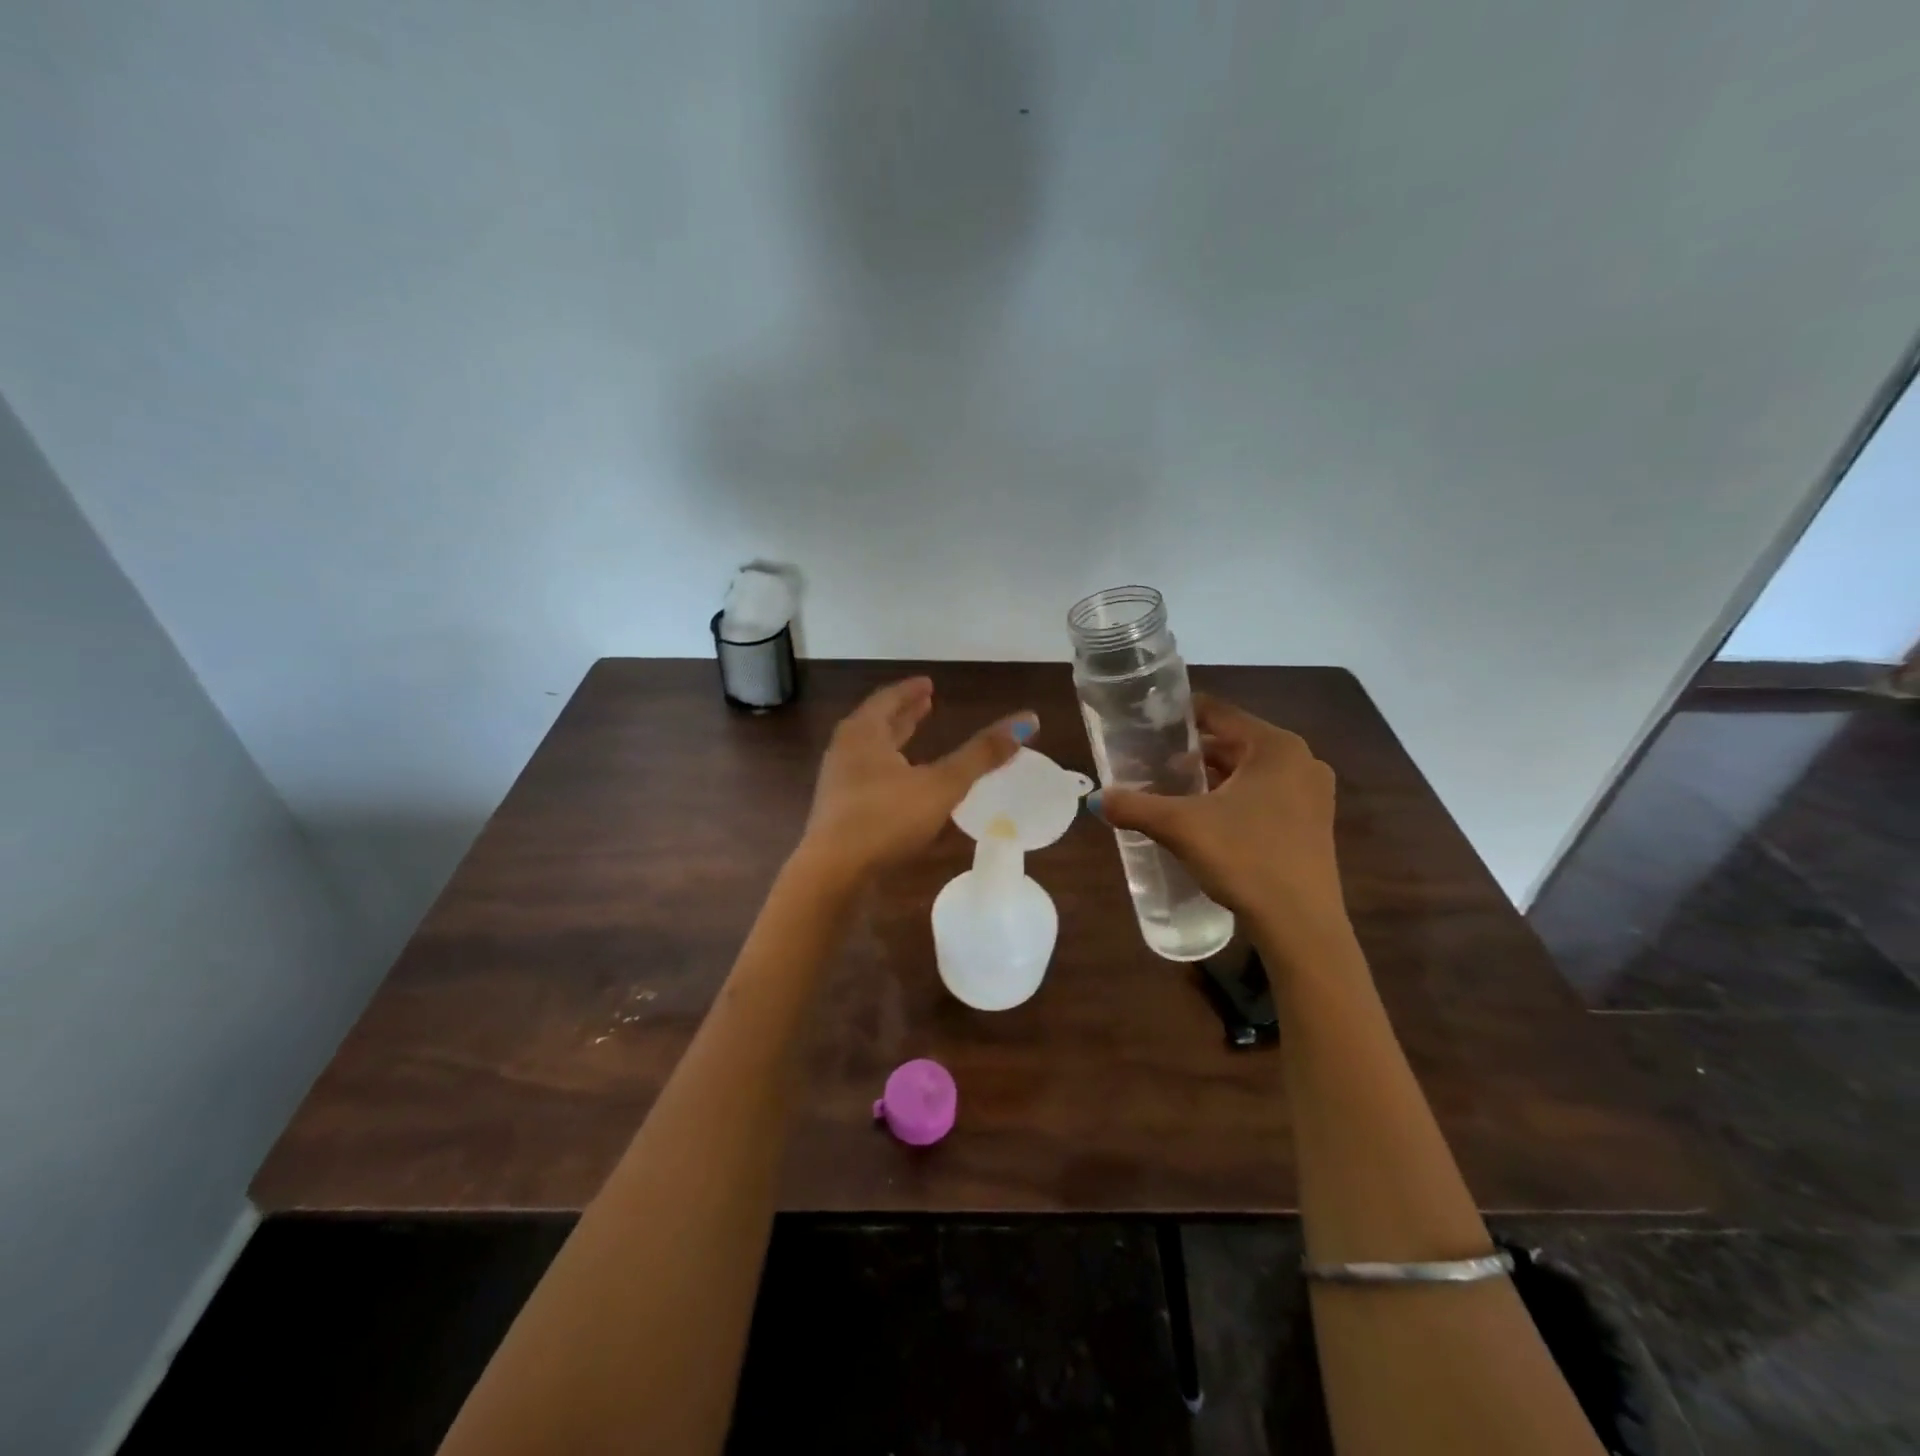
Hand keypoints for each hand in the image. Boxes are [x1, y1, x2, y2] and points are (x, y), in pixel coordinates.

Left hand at [799, 677, 1036, 884]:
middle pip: (876, 723)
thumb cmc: (886, 819)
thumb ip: (981, 755)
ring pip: (870, 751)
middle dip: (903, 714)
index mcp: (864, 733)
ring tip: (915, 739)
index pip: (888, 699)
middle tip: (927, 704)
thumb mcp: (941, 785)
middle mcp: (846, 750)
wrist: (833, 873)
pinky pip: (866, 777)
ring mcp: (838, 782)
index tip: (929, 685)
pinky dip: (887, 768)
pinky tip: (902, 785)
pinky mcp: (838, 811)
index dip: (910, 691)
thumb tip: (1027, 721)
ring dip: (893, 741)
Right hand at [1091, 694, 1345, 938]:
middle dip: (1191, 752)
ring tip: (1169, 789)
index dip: (1178, 715)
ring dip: (1211, 777)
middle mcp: (1301, 761)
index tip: (1145, 725)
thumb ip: (1135, 806)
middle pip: (1233, 742)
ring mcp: (1311, 794)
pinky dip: (1233, 798)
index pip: (1218, 712)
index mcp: (1276, 746)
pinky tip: (1204, 818)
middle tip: (1150, 762)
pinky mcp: (1311, 823)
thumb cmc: (1246, 859)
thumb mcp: (1181, 827)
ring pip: (1248, 771)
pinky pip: (1264, 795)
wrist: (1300, 926)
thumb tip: (1097, 798)